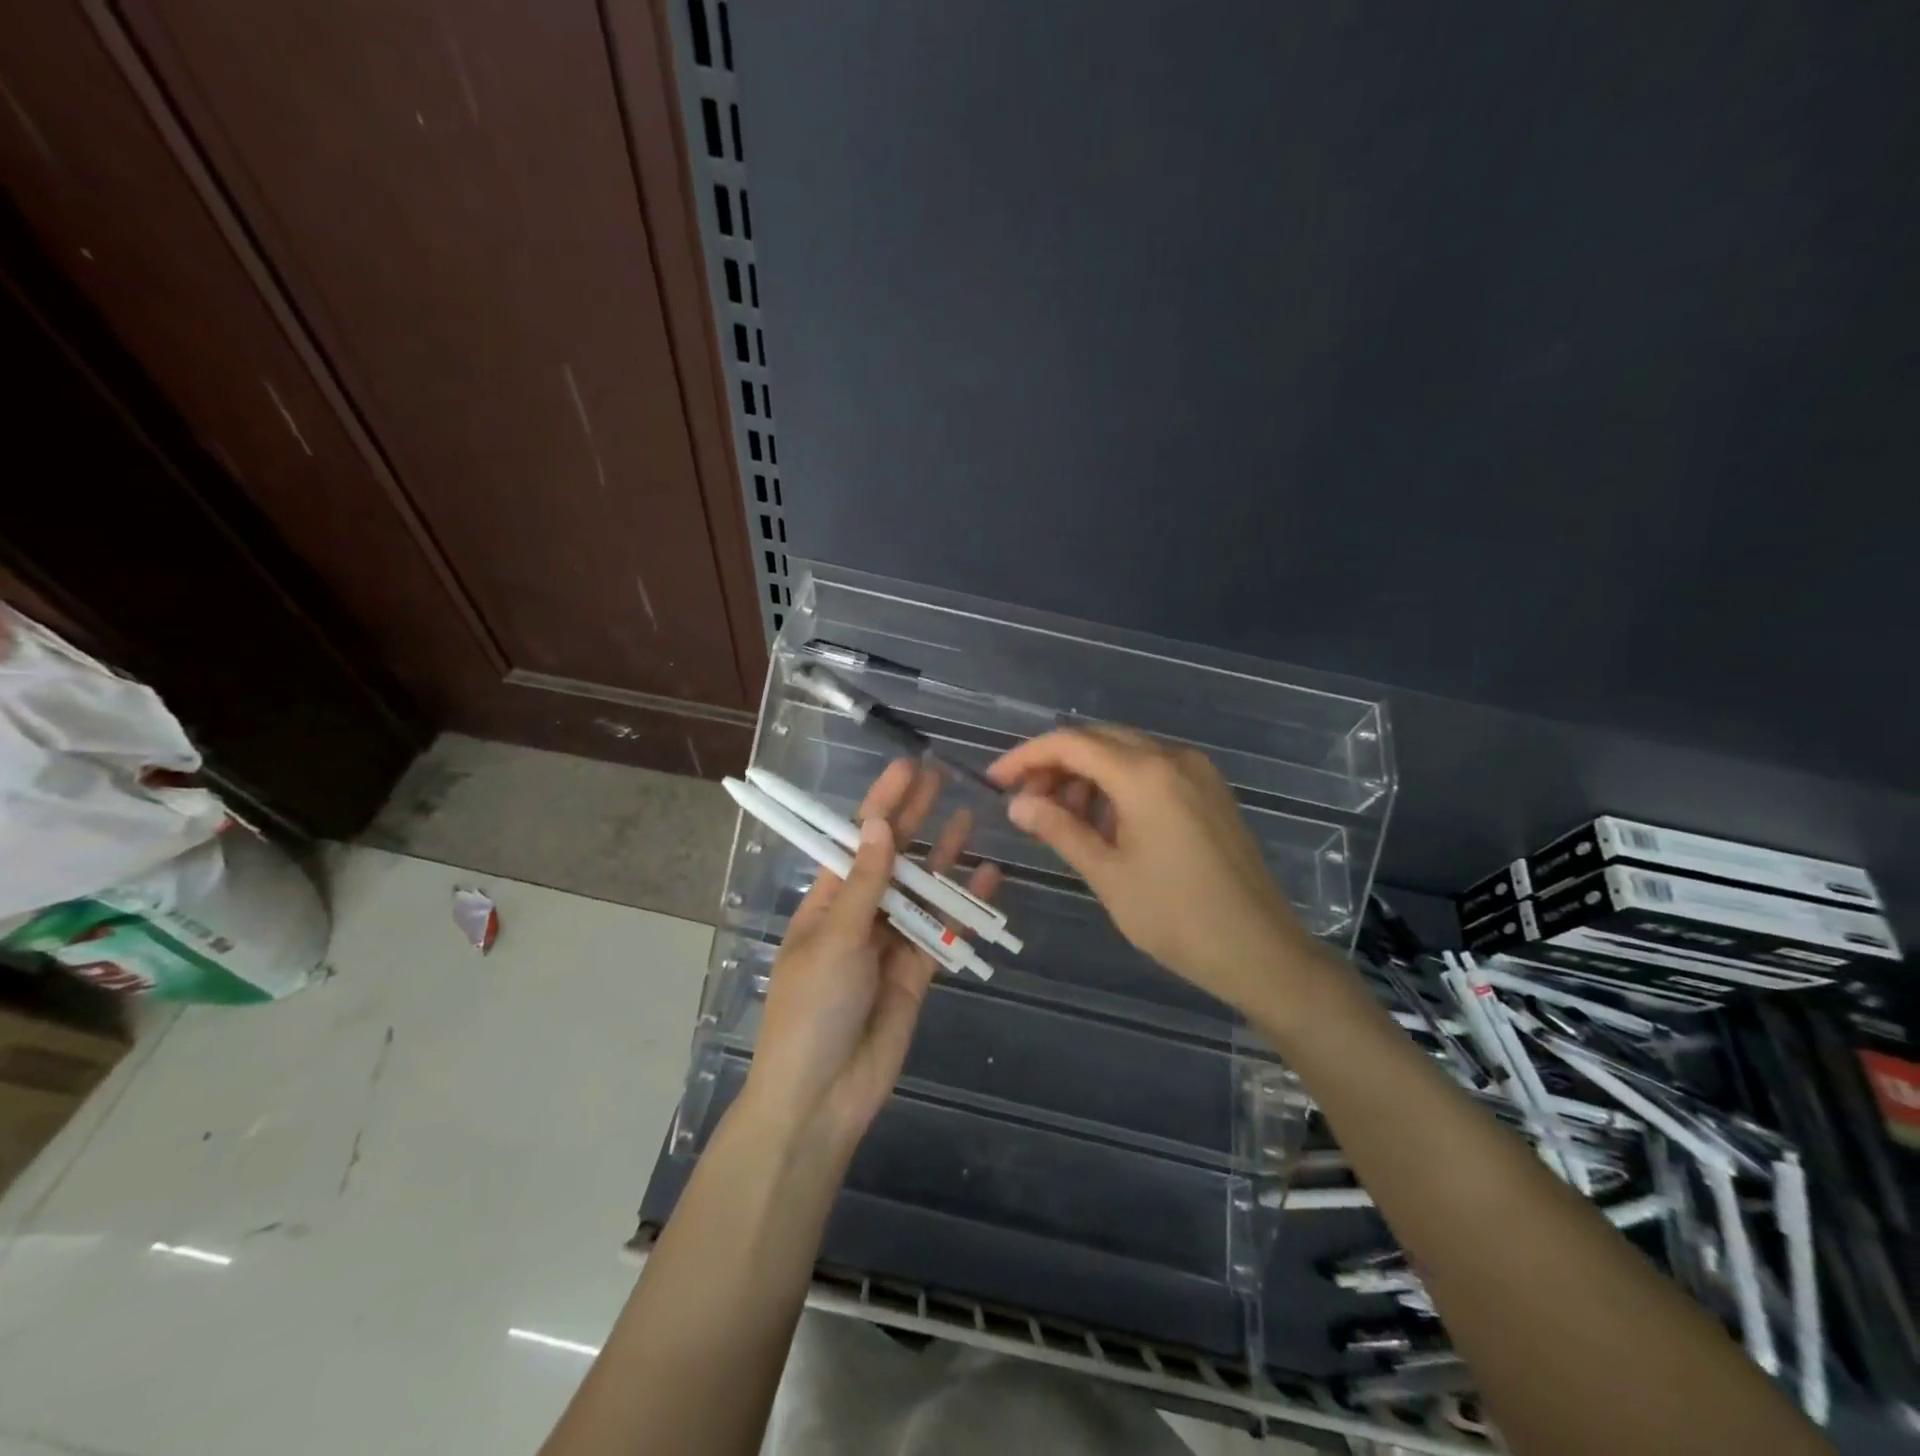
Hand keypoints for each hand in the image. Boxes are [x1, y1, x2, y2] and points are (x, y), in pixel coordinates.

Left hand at [742, 760, 1000, 1151]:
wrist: (823, 1097)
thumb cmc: (813, 1009)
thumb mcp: (835, 939)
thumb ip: (866, 884)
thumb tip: (882, 823)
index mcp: (827, 902)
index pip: (858, 840)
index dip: (881, 803)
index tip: (906, 768)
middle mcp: (860, 915)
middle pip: (893, 858)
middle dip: (915, 819)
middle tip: (942, 778)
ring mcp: (891, 942)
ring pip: (924, 890)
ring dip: (944, 856)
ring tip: (970, 817)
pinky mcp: (919, 971)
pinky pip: (945, 930)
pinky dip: (965, 905)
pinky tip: (988, 876)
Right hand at [988, 725, 1317, 1014]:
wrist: (1260, 950)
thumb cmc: (1176, 917)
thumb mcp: (1108, 874)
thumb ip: (1060, 830)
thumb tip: (1017, 805)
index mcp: (1145, 775)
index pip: (1071, 743)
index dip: (1027, 756)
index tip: (996, 781)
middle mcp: (1173, 757)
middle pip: (1099, 740)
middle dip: (1056, 765)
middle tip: (1026, 803)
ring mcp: (1197, 771)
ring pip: (1126, 752)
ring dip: (1087, 775)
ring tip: (1064, 819)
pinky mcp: (1210, 790)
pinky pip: (1152, 769)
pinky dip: (1118, 784)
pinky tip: (1105, 822)